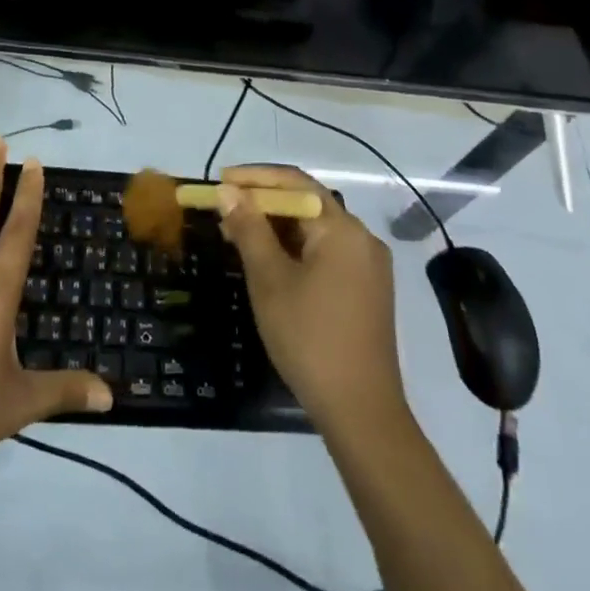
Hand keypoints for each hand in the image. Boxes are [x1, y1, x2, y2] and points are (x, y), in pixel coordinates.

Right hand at [216, 165, 408, 436]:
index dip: (255, 178)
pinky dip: (296, 250)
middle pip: (307, 204)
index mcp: (342, 228)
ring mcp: (368, 266)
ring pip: (315, 230)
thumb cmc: (310, 339)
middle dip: (263, 203)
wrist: (361, 412)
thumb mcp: (270, 280)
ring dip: (277, 228)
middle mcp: (362, 238)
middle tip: (224, 210)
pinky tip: (269, 262)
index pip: (295, 183)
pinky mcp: (367, 290)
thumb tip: (229, 191)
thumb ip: (249, 229)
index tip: (221, 181)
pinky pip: (327, 253)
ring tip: (238, 234)